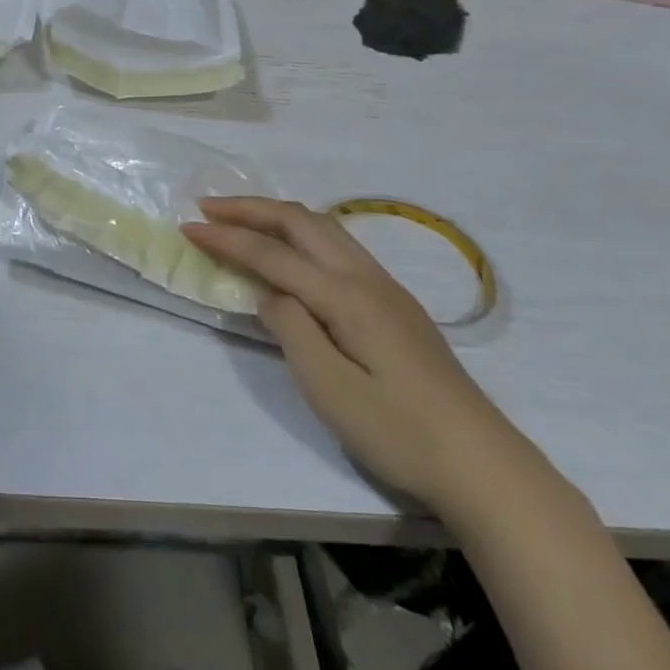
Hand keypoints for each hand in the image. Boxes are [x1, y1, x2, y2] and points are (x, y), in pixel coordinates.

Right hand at [183, 198, 535, 519]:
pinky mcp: (395, 304)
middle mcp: (365, 277)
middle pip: (301, 222)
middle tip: (208, 207)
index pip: (273, 253)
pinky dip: (303, 232)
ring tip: (243, 218)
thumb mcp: (330, 388)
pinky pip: (339, 245)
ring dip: (279, 215)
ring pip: (325, 227)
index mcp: (345, 296)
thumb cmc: (398, 431)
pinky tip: (293, 250)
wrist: (481, 462)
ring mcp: (386, 287)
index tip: (188, 227)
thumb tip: (269, 293)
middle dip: (251, 209)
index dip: (228, 238)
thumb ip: (291, 329)